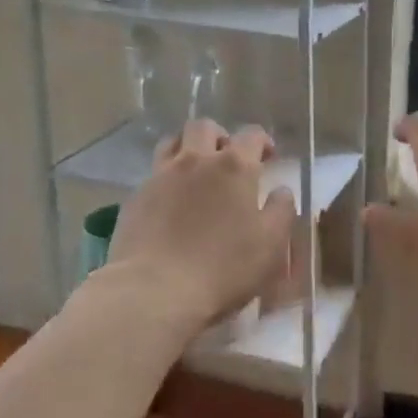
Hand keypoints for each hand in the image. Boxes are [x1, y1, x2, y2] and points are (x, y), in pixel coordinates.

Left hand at [96, 119, 296, 332]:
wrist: (154, 290)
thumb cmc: (222, 268)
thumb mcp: (270, 245)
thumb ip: (281, 211)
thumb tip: (281, 190)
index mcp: (234, 167)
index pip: (252, 135)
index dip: (262, 142)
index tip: (268, 157)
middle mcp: (196, 160)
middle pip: (205, 128)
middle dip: (220, 136)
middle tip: (227, 158)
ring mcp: (161, 175)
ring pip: (173, 142)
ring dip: (188, 148)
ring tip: (195, 170)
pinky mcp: (136, 197)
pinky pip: (153, 173)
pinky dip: (166, 177)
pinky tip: (170, 201)